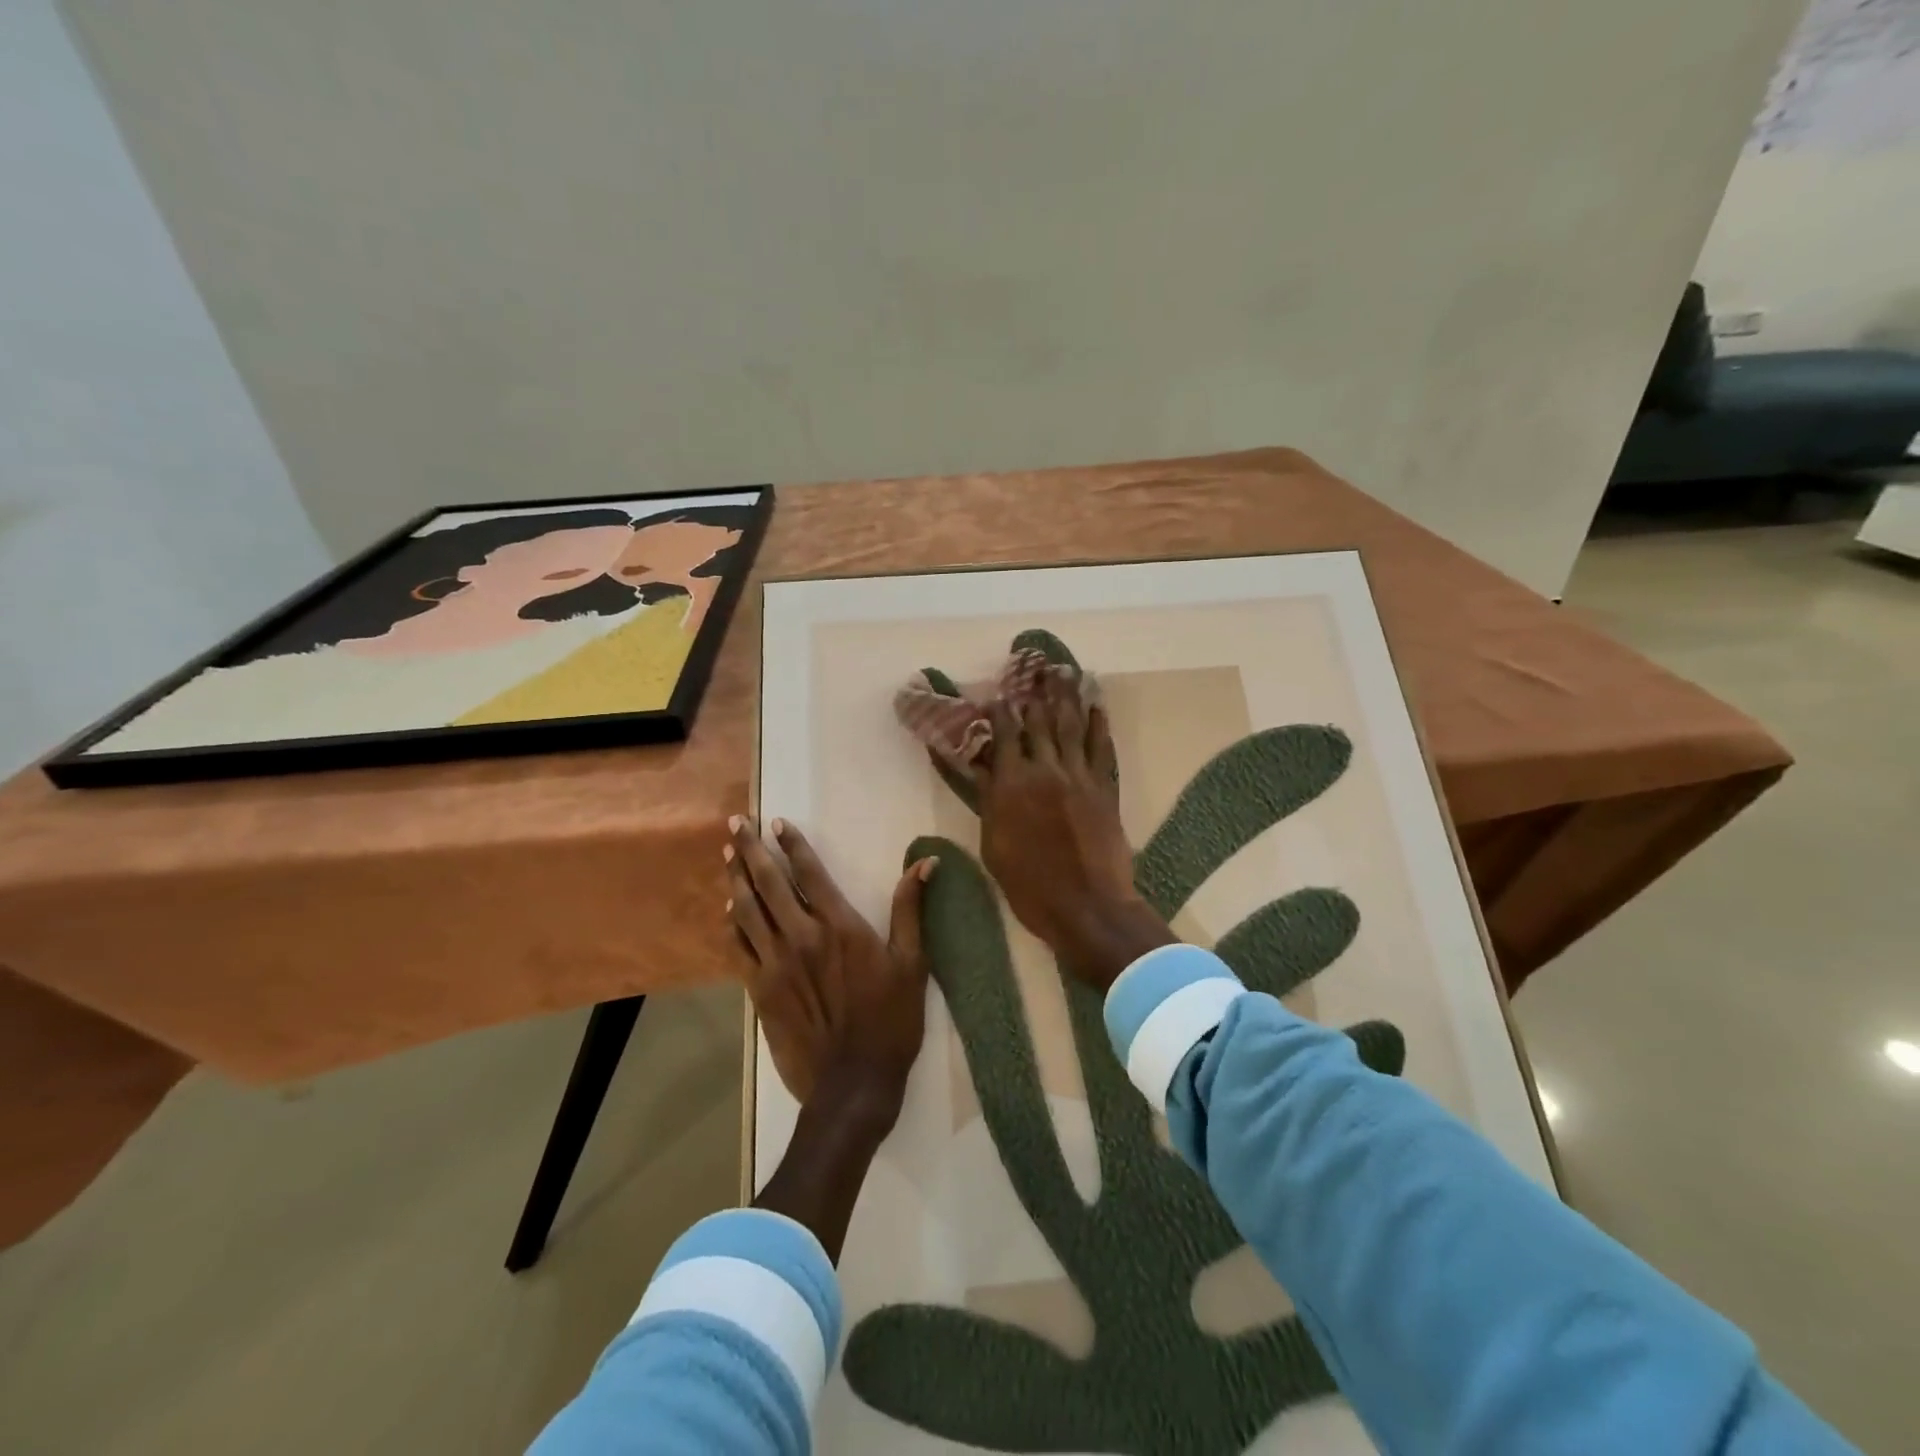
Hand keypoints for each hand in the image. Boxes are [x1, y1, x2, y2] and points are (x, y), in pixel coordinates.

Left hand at [727, 815, 936, 1121]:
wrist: (852, 1083)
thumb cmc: (890, 1021)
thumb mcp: (912, 963)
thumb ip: (911, 909)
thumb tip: (925, 862)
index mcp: (839, 926)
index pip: (809, 873)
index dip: (792, 844)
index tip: (777, 821)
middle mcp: (801, 936)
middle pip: (768, 883)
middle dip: (750, 849)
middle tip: (736, 822)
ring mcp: (775, 964)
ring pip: (747, 910)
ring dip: (735, 878)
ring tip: (725, 852)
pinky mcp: (759, 990)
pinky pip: (738, 947)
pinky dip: (732, 923)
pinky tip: (728, 909)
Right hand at [975, 667, 1175, 990]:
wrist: (1087, 906)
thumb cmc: (1029, 885)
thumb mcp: (994, 845)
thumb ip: (990, 801)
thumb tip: (982, 768)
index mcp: (1012, 785)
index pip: (1005, 735)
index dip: (1000, 710)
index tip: (997, 692)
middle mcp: (1046, 770)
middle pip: (1040, 722)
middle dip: (1036, 692)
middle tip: (1037, 667)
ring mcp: (1080, 777)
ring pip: (1072, 727)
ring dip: (1068, 697)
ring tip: (1066, 672)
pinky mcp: (1105, 789)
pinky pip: (1102, 750)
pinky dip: (1100, 727)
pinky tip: (1097, 708)